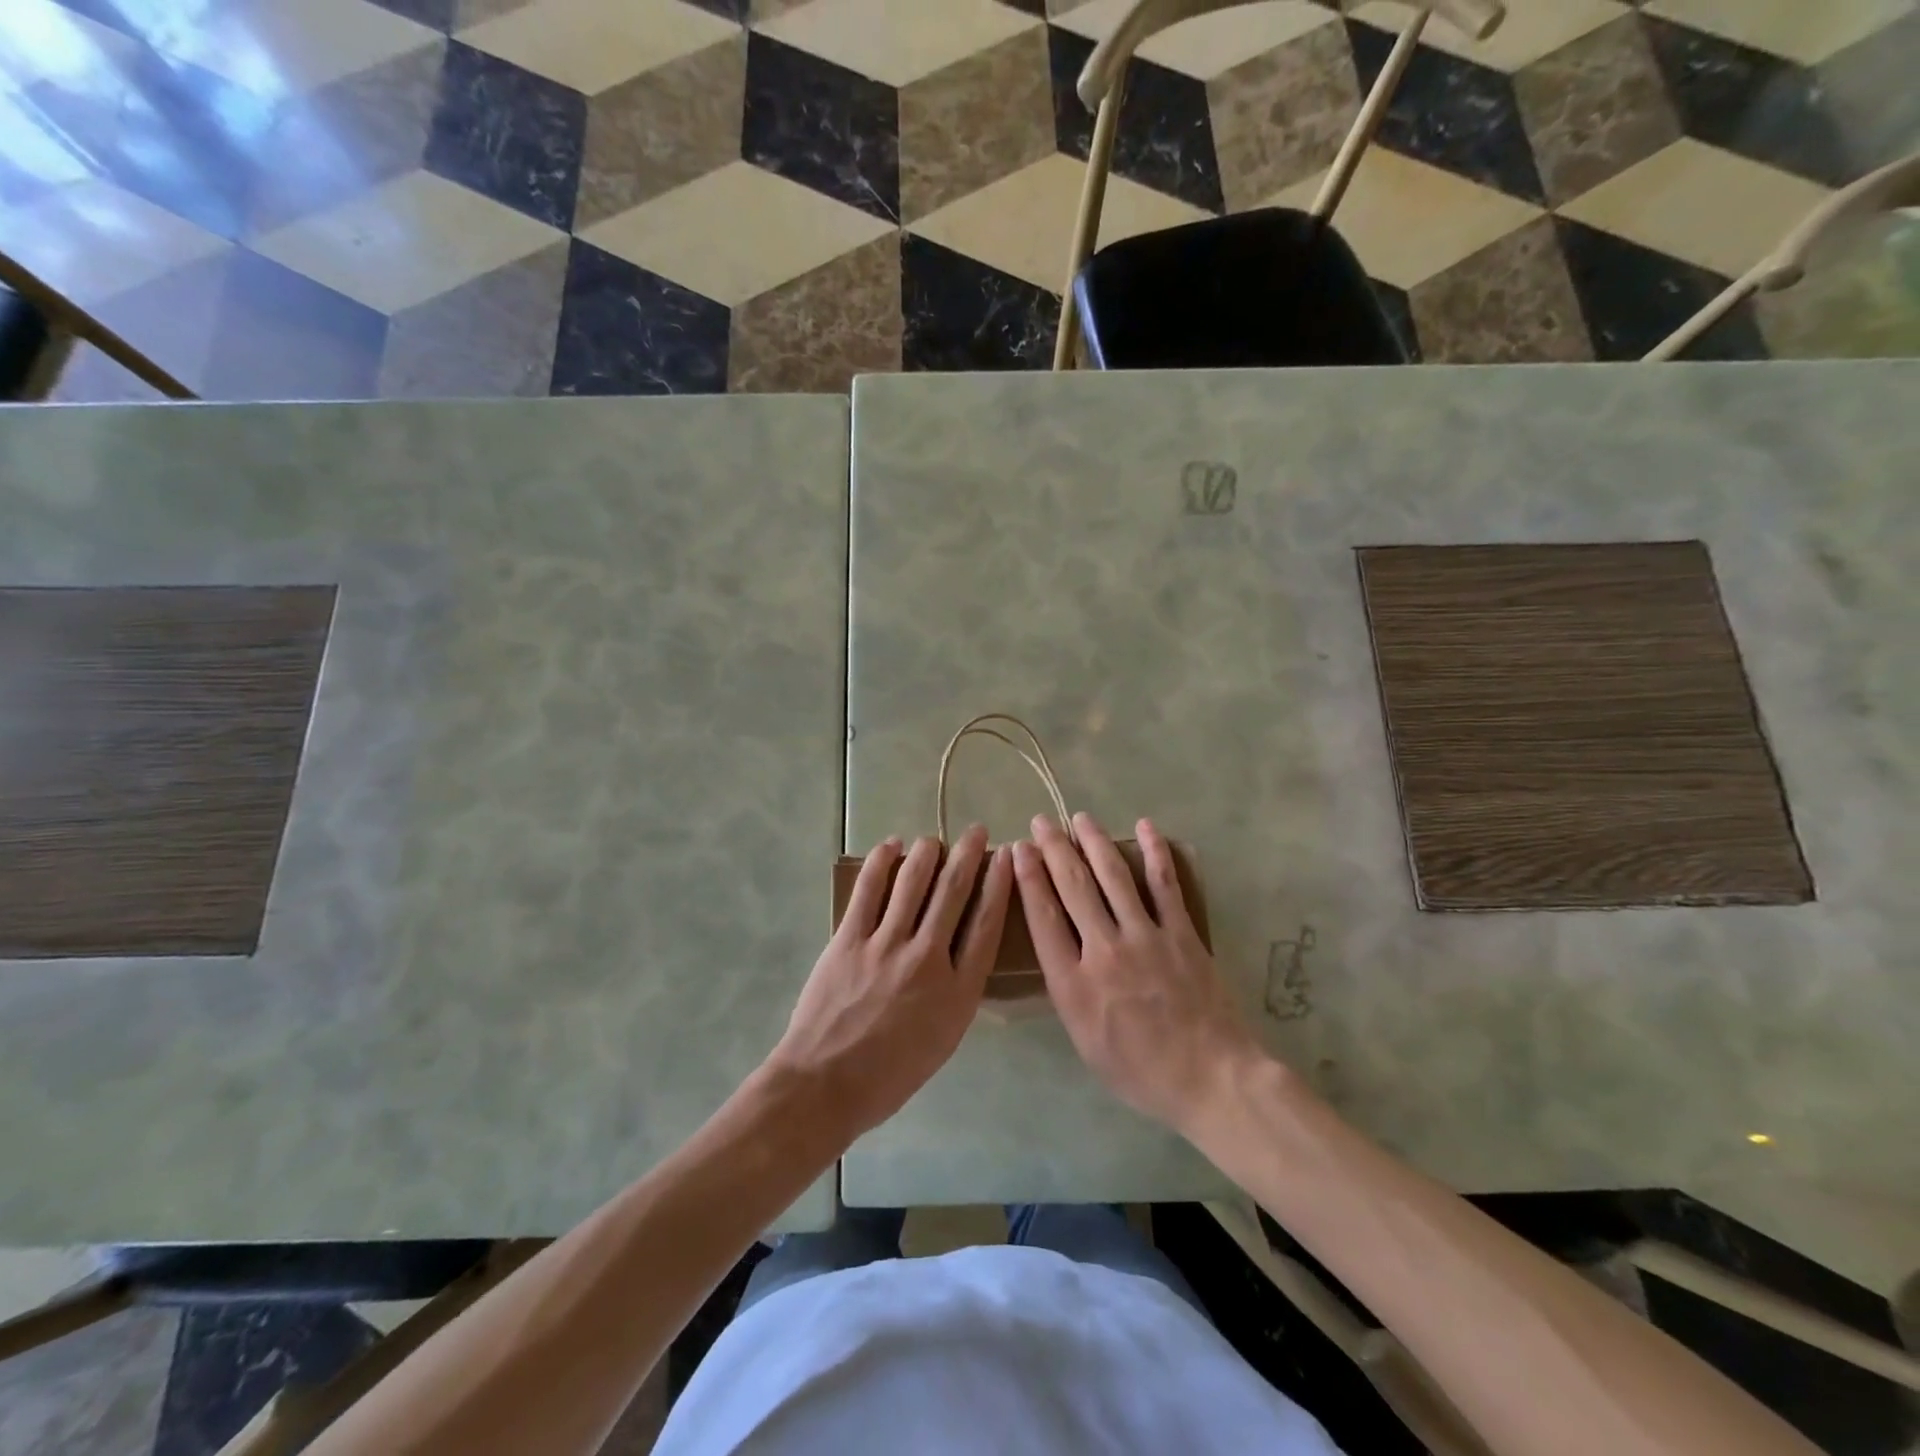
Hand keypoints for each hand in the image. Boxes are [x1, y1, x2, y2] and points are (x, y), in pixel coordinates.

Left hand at [768, 827, 1011, 1142]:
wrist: (825, 1085)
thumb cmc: (890, 1075)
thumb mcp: (944, 1040)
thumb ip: (958, 991)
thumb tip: (960, 950)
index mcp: (958, 991)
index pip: (987, 923)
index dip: (999, 884)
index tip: (1006, 858)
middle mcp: (928, 960)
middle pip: (954, 893)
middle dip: (968, 855)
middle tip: (975, 831)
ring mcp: (886, 945)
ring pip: (913, 882)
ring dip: (926, 853)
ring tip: (933, 840)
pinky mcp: (849, 939)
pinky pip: (869, 890)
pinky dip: (881, 862)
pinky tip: (890, 845)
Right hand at [1015, 813, 1264, 1136]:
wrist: (1210, 1078)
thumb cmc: (1140, 1071)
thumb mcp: (1084, 1042)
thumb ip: (1068, 992)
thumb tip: (1059, 952)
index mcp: (1074, 985)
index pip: (1042, 918)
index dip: (1028, 878)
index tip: (1020, 850)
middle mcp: (1104, 951)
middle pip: (1073, 888)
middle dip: (1054, 849)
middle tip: (1041, 822)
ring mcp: (1145, 937)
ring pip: (1113, 877)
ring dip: (1093, 842)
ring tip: (1080, 818)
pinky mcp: (1180, 933)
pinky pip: (1164, 884)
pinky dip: (1154, 852)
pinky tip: (1144, 827)